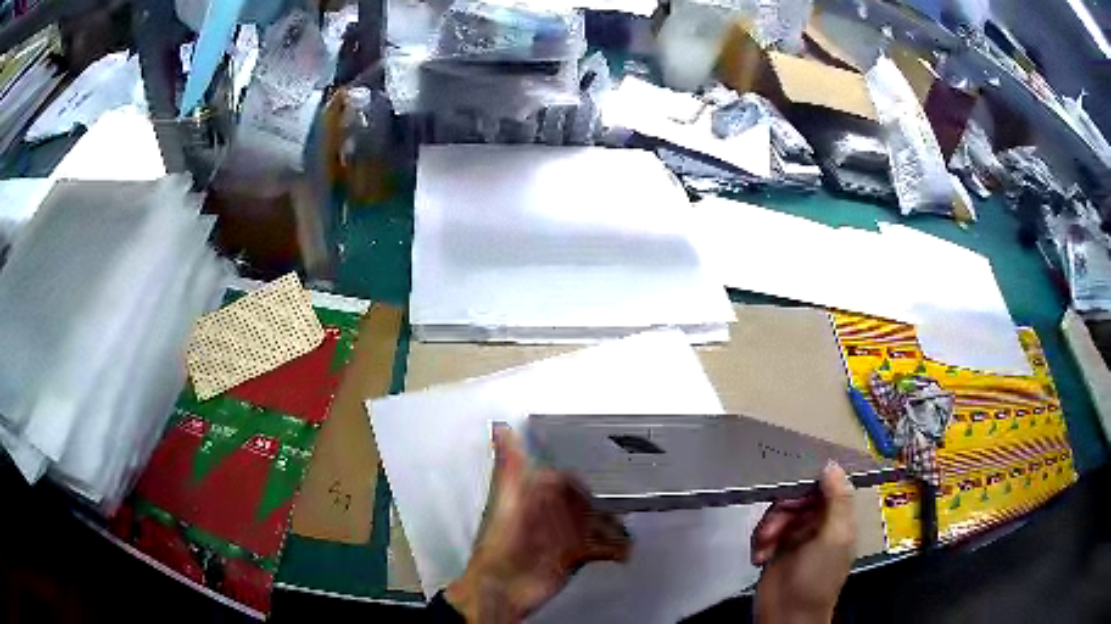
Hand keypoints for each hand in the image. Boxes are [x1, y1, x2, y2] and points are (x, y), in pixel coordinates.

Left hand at [446, 424, 630, 622]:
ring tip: (631, 526)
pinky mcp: (573, 557)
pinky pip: (601, 549)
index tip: (609, 467)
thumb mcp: (507, 497)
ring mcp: (564, 537)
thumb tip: (501, 426)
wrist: (503, 586)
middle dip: (607, 500)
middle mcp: (552, 514)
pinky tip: (624, 553)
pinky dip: (615, 549)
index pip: (567, 478)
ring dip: (615, 525)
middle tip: (632, 496)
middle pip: (588, 501)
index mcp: (536, 496)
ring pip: (598, 524)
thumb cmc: (502, 541)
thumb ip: (509, 464)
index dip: (585, 473)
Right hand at [751, 462, 856, 623]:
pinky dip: (759, 541)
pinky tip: (759, 557)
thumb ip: (837, 500)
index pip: (826, 487)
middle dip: (781, 512)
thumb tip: (832, 465)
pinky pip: (764, 531)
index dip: (807, 483)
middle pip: (797, 498)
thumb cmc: (817, 578)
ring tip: (764, 548)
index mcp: (838, 519)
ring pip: (778, 513)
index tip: (790, 484)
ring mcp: (796, 537)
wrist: (788, 617)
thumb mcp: (834, 538)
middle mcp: (818, 524)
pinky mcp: (775, 549)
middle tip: (773, 530)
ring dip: (767, 528)